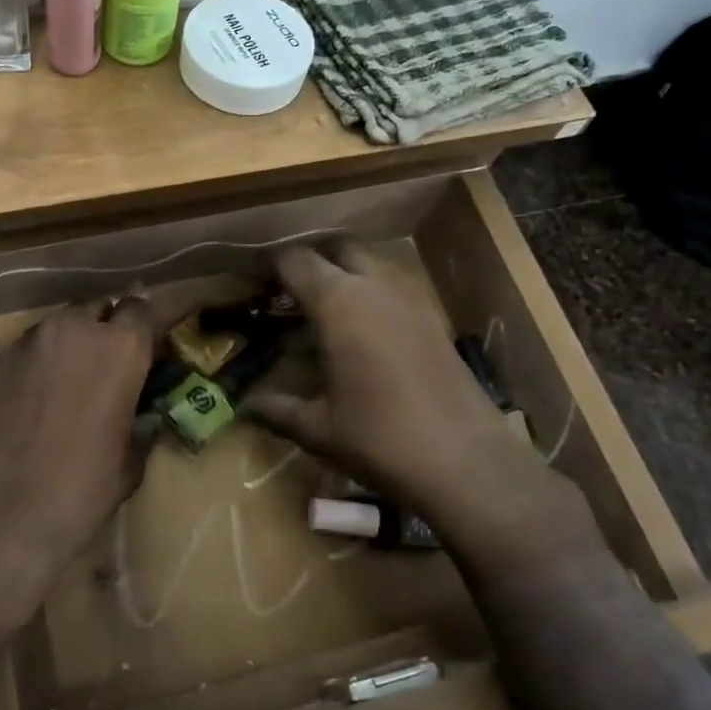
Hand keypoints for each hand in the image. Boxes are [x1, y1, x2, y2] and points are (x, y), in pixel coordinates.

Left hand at [0, 298, 157, 624]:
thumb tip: (143, 419)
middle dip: (100, 330)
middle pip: (93, 310)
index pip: (141, 308)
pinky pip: (13, 361)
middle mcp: (70, 331)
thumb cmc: (77, 495)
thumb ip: (140, 428)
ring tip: (58, 391)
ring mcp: (20, 346)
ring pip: (50, 331)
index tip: (145, 347)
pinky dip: (23, 377)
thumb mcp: (128, 465)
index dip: (144, 326)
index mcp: (118, 349)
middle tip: (102, 367)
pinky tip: (16, 415)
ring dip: (61, 350)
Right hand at [244, 242, 595, 572]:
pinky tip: (360, 334)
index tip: (252, 280)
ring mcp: (412, 300)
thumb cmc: (380, 439)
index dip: (269, 265)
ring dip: (344, 275)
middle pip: (339, 248)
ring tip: (321, 311)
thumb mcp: (317, 428)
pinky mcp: (434, 320)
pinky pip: (393, 289)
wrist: (466, 461)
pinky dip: (371, 295)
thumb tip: (245, 407)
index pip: (296, 261)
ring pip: (371, 264)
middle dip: (312, 260)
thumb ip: (276, 410)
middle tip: (288, 290)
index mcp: (339, 303)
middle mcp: (376, 287)